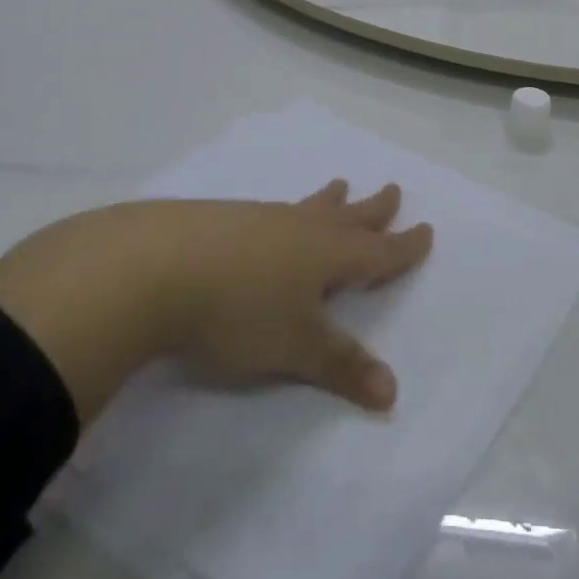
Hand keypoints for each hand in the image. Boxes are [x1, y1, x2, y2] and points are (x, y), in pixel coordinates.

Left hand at [0, 181, 432, 424]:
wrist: (152, 267)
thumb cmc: (238, 310)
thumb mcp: (295, 347)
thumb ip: (342, 367)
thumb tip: (392, 392)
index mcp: (326, 254)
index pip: (377, 251)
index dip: (403, 246)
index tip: (426, 230)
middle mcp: (298, 229)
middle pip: (347, 218)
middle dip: (373, 209)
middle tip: (392, 190)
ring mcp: (258, 220)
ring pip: (306, 208)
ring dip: (328, 202)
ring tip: (339, 186)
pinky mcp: (220, 220)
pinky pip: (271, 213)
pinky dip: (287, 213)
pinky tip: (268, 220)